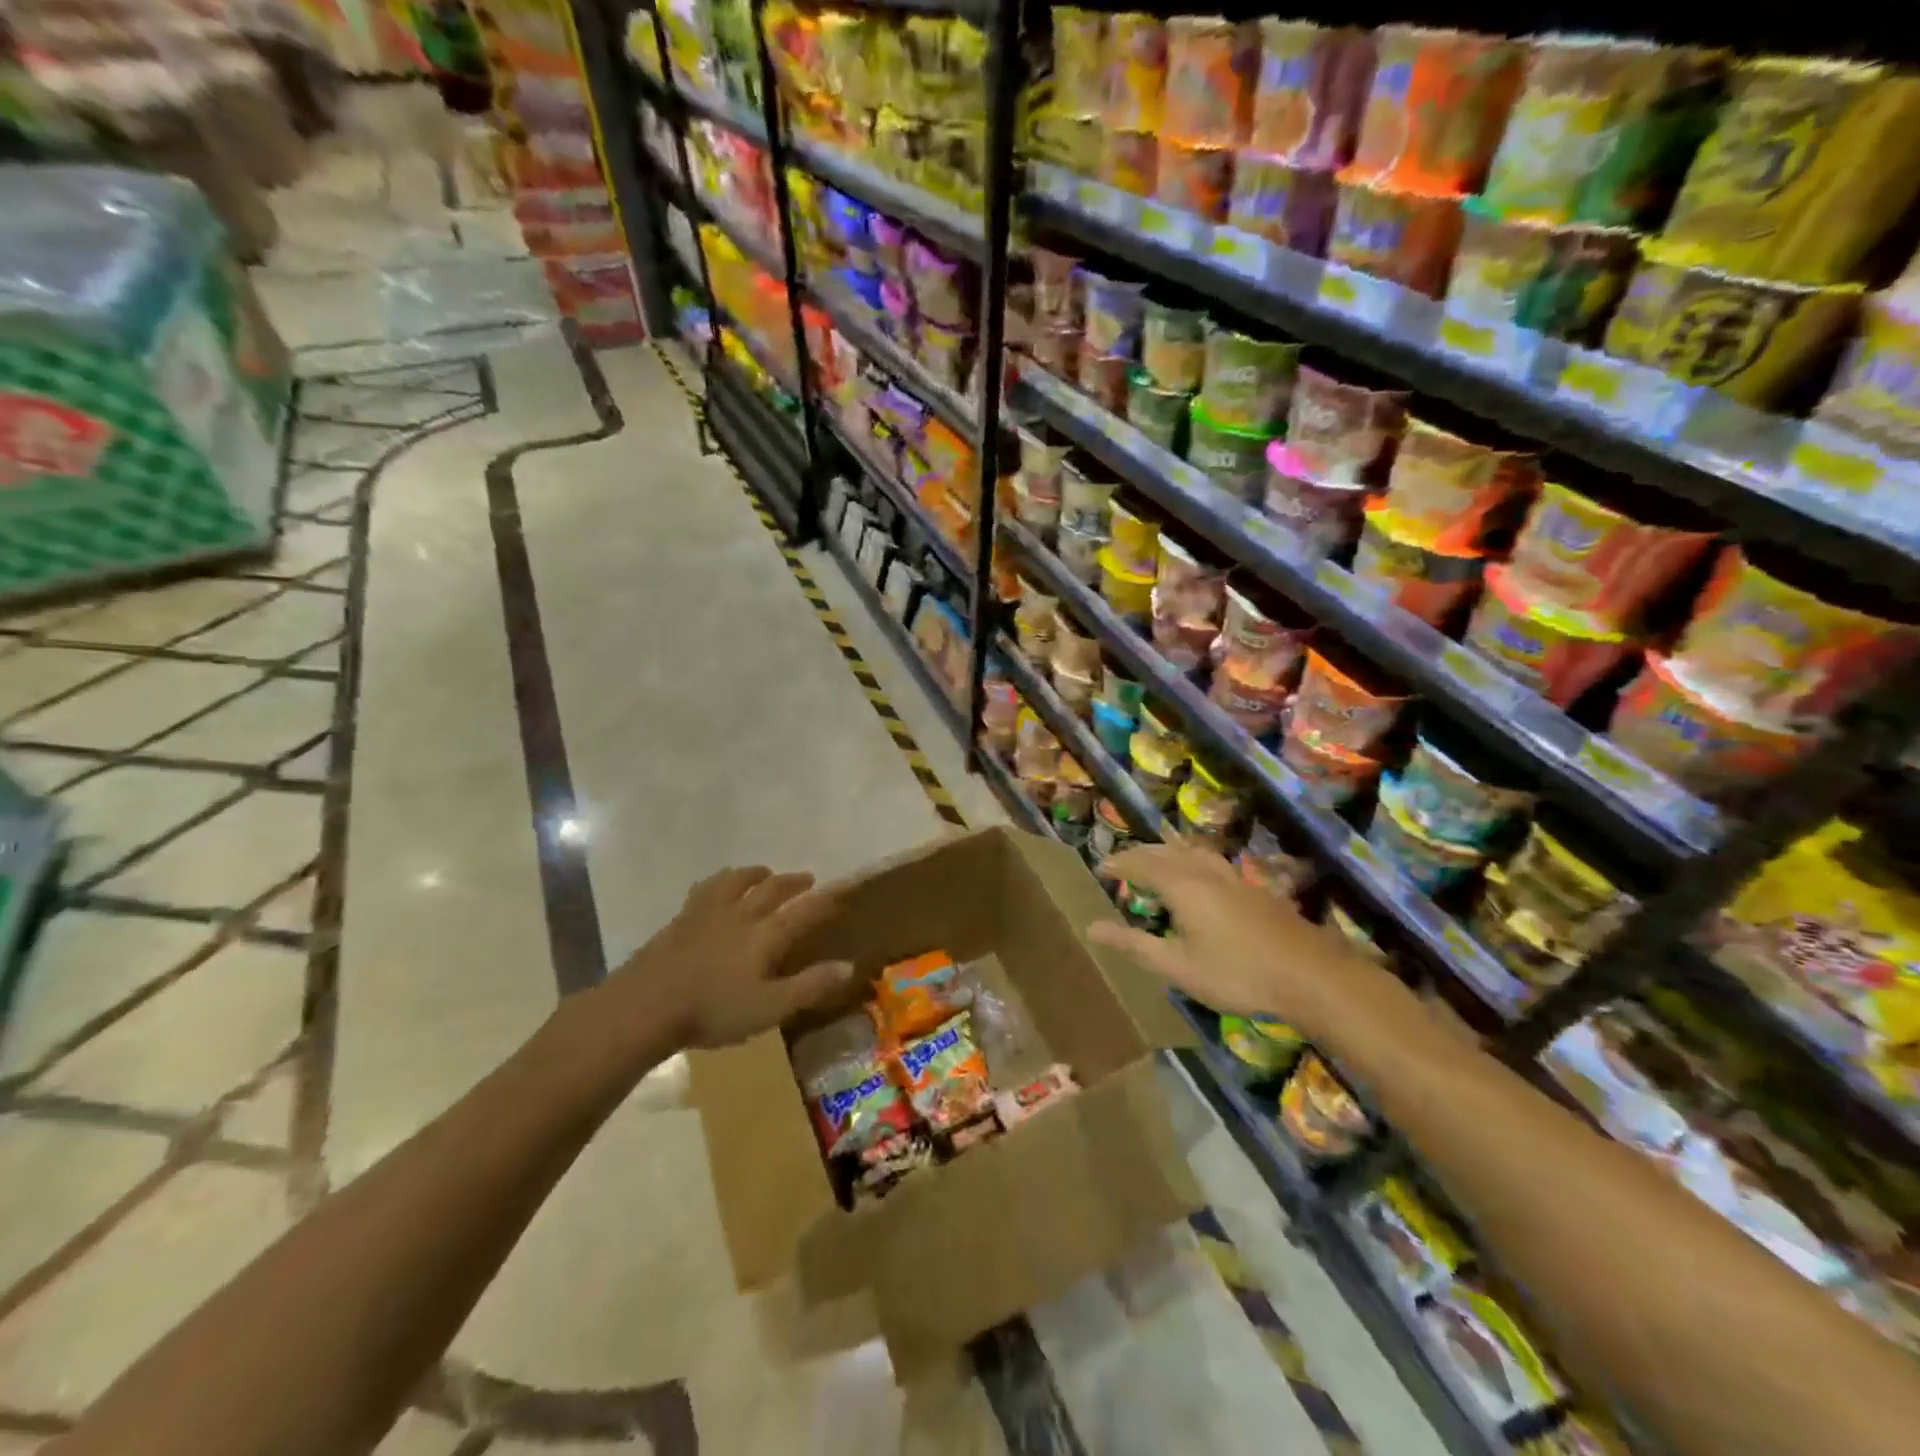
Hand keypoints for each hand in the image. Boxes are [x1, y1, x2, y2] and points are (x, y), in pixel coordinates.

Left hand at [612, 866, 851, 1049]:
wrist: (646, 1005)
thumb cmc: (712, 1011)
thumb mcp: (769, 1008)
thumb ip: (809, 986)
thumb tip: (849, 967)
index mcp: (765, 935)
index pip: (803, 911)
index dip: (825, 900)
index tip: (841, 889)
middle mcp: (741, 915)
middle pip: (772, 889)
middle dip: (792, 882)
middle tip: (806, 878)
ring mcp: (708, 913)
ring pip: (737, 881)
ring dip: (755, 874)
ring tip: (764, 871)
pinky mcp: (681, 919)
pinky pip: (706, 888)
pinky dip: (719, 881)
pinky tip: (715, 885)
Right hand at [1086, 843, 1358, 1027]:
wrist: (1311, 976)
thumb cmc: (1237, 974)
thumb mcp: (1178, 966)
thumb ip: (1134, 944)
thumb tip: (1091, 928)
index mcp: (1183, 887)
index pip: (1142, 864)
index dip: (1120, 863)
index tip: (1101, 866)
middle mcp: (1206, 873)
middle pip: (1168, 852)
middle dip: (1141, 853)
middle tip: (1123, 861)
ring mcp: (1235, 879)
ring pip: (1195, 852)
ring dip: (1170, 851)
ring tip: (1158, 857)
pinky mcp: (1256, 891)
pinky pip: (1214, 862)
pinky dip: (1194, 860)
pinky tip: (1203, 877)